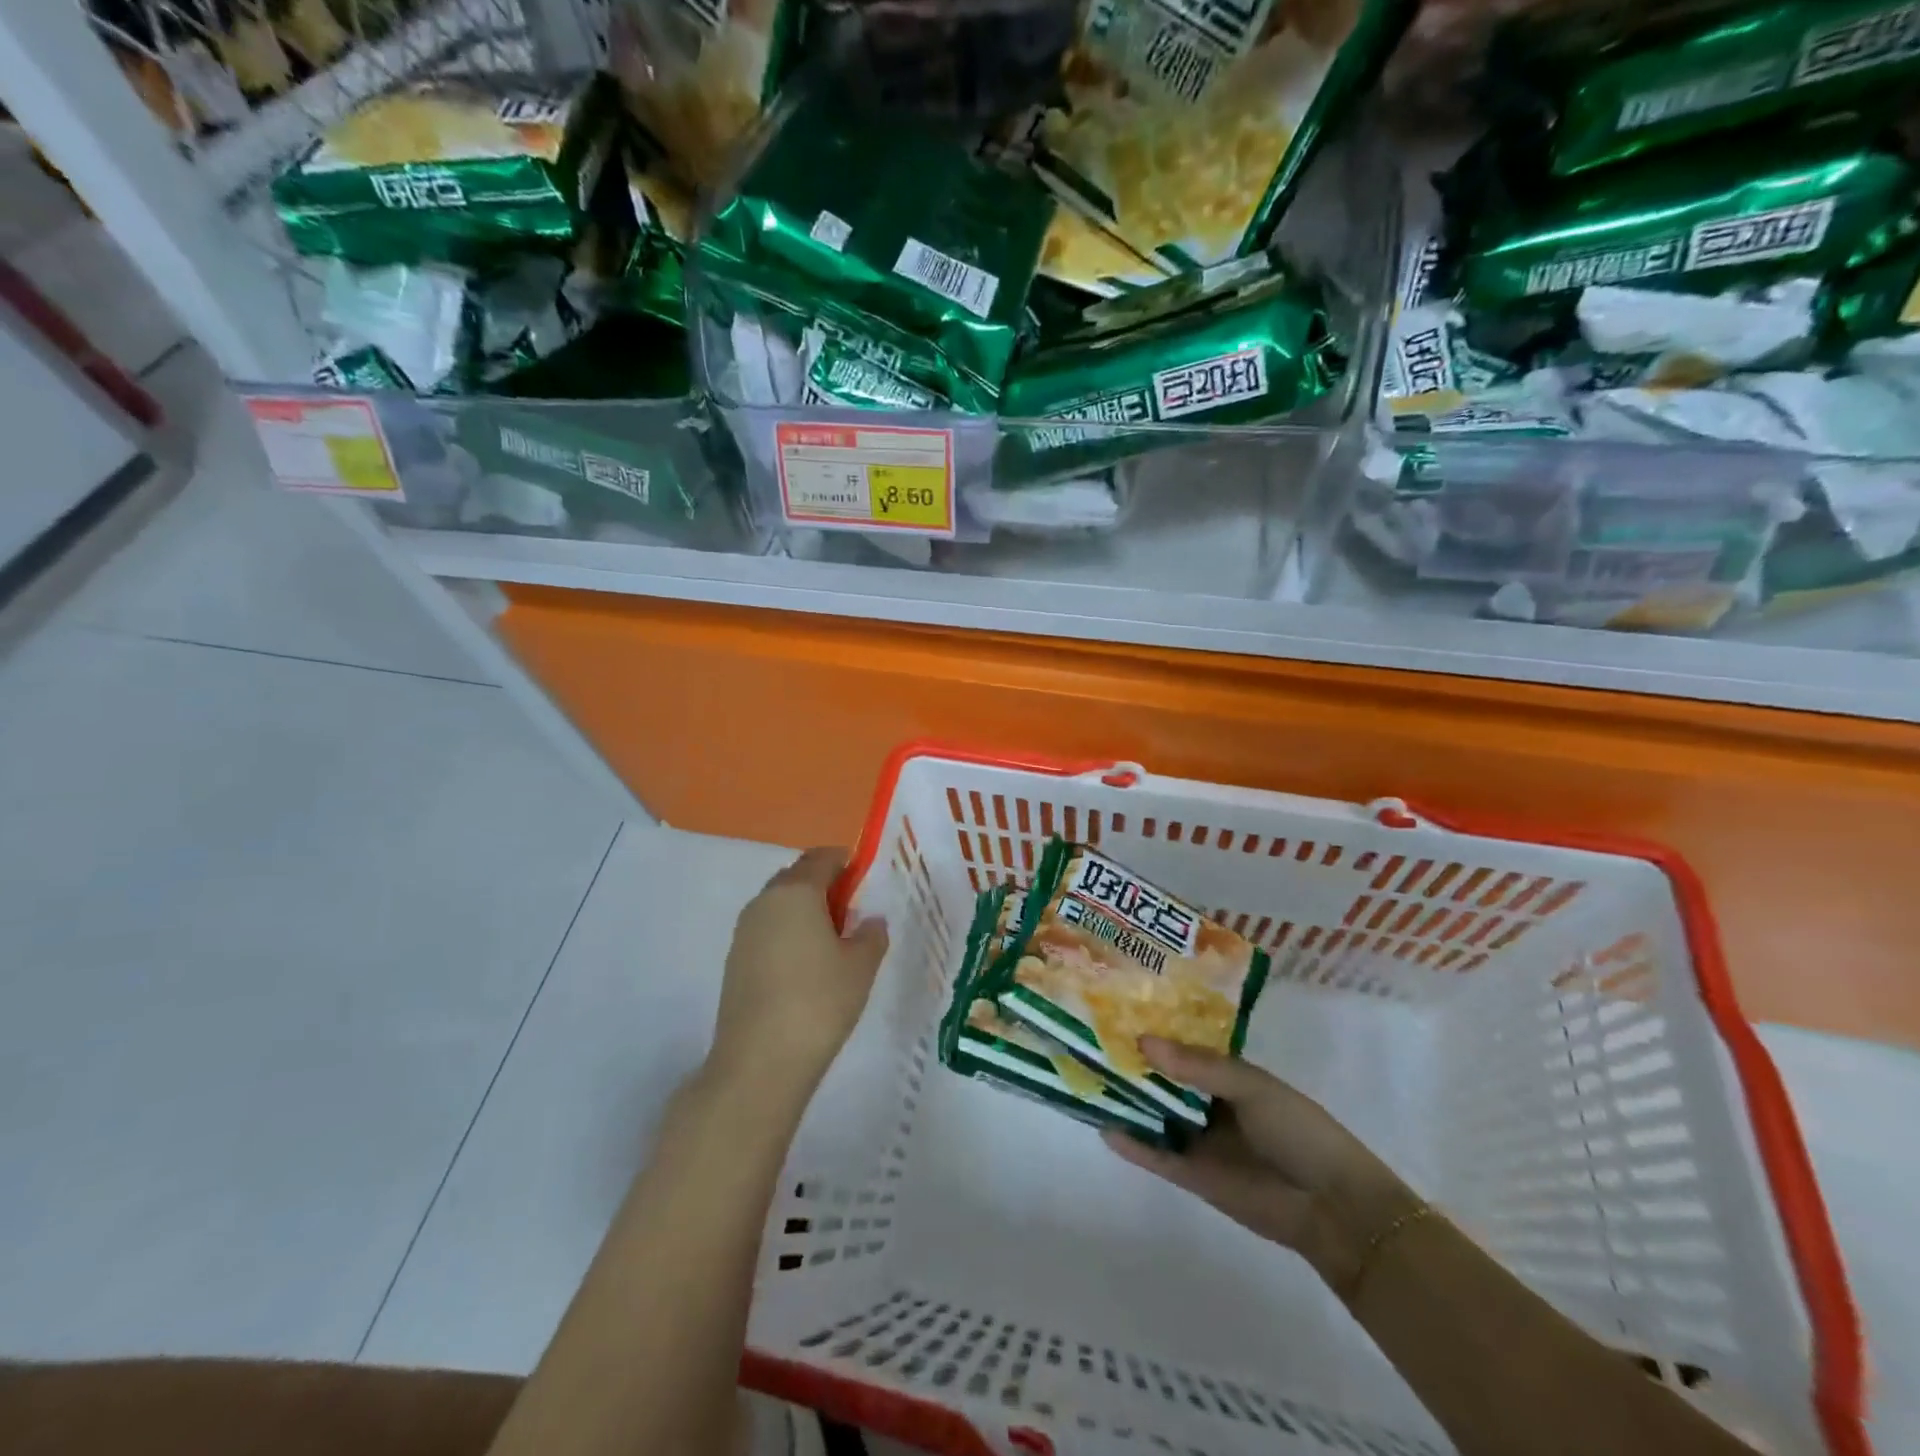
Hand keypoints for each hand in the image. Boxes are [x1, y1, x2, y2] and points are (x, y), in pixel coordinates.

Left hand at [709, 848, 888, 1099]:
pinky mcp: (734, 961)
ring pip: (779, 905)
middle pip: (797, 877)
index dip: (846, 862)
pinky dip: (788, 935)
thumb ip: (871, 935)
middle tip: (852, 912)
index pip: (822, 858)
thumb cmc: (819, 1002)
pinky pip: (767, 931)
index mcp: (796, 891)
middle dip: (824, 885)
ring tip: (831, 943)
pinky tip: (806, 967)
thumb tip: (871, 921)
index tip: (865, 879)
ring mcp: (744, 932)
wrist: (759, 1062)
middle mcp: (764, 902)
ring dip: (804, 911)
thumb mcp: (861, 966)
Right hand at [1103, 1038, 1422, 1297]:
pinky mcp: (1192, 1175)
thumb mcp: (1251, 1086)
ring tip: (1085, 1077)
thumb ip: (1198, 1066)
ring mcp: (1198, 1140)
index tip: (1116, 1010)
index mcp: (1226, 1075)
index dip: (1153, 1030)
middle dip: (1132, 1062)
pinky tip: (1103, 1126)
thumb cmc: (1298, 1130)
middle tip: (1089, 1039)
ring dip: (1126, 1100)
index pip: (1182, 1047)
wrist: (1332, 1206)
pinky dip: (1132, 1144)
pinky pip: (1156, 1156)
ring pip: (1153, 1115)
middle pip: (1162, 1080)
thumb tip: (1143, 1040)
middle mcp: (1207, 1104)